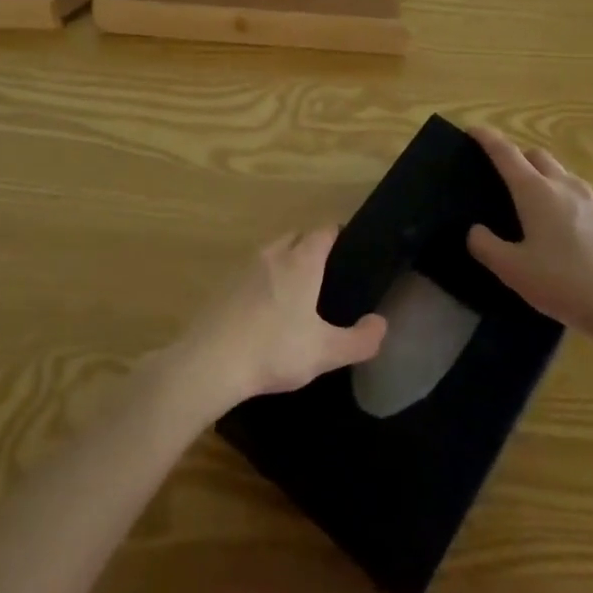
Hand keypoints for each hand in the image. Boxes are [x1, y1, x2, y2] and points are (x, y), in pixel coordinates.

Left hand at [165, 228, 387, 419]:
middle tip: (325, 270)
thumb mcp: (326, 352)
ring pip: (270, 252)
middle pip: (295, 236)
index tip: (348, 245)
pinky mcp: (223, 285)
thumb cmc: (275, 350)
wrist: (211, 361)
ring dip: (284, 261)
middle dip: (310, 245)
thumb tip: (381, 323)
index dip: (337, 234)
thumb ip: (359, 340)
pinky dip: (261, 280)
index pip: (323, 231)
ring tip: (296, 289)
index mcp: (300, 262)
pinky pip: (250, 272)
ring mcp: (243, 267)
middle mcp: (272, 255)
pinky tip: (263, 308)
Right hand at [466, 127, 592, 352]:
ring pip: (566, 177)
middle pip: (539, 156)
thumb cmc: (564, 284)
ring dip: (548, 181)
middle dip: (520, 158)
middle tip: (507, 178)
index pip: (506, 153)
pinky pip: (590, 200)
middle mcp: (566, 186)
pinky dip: (574, 204)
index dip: (487, 138)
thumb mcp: (512, 271)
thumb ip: (485, 246)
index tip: (474, 130)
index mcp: (535, 192)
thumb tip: (476, 230)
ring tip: (542, 210)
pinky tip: (576, 233)